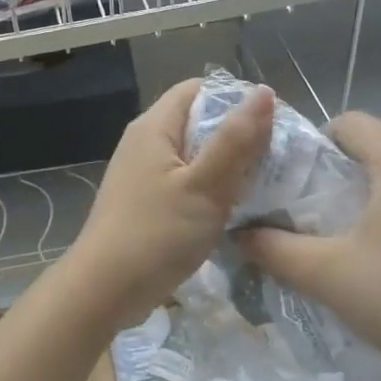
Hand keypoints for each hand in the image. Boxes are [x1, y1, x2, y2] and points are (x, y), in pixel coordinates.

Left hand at [64, 78, 273, 329]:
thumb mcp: (204, 186)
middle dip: (237, 135)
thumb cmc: (156, 234)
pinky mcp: (145, 203)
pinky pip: (184, 183)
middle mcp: (144, 143)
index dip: (237, 98)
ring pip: (194, 156)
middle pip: (198, 122)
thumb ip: (236, 140)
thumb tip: (264, 92)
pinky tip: (233, 209)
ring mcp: (142, 175)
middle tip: (277, 156)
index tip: (273, 122)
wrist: (104, 291)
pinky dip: (210, 189)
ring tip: (264, 182)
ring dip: (226, 166)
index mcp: (154, 127)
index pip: (199, 89)